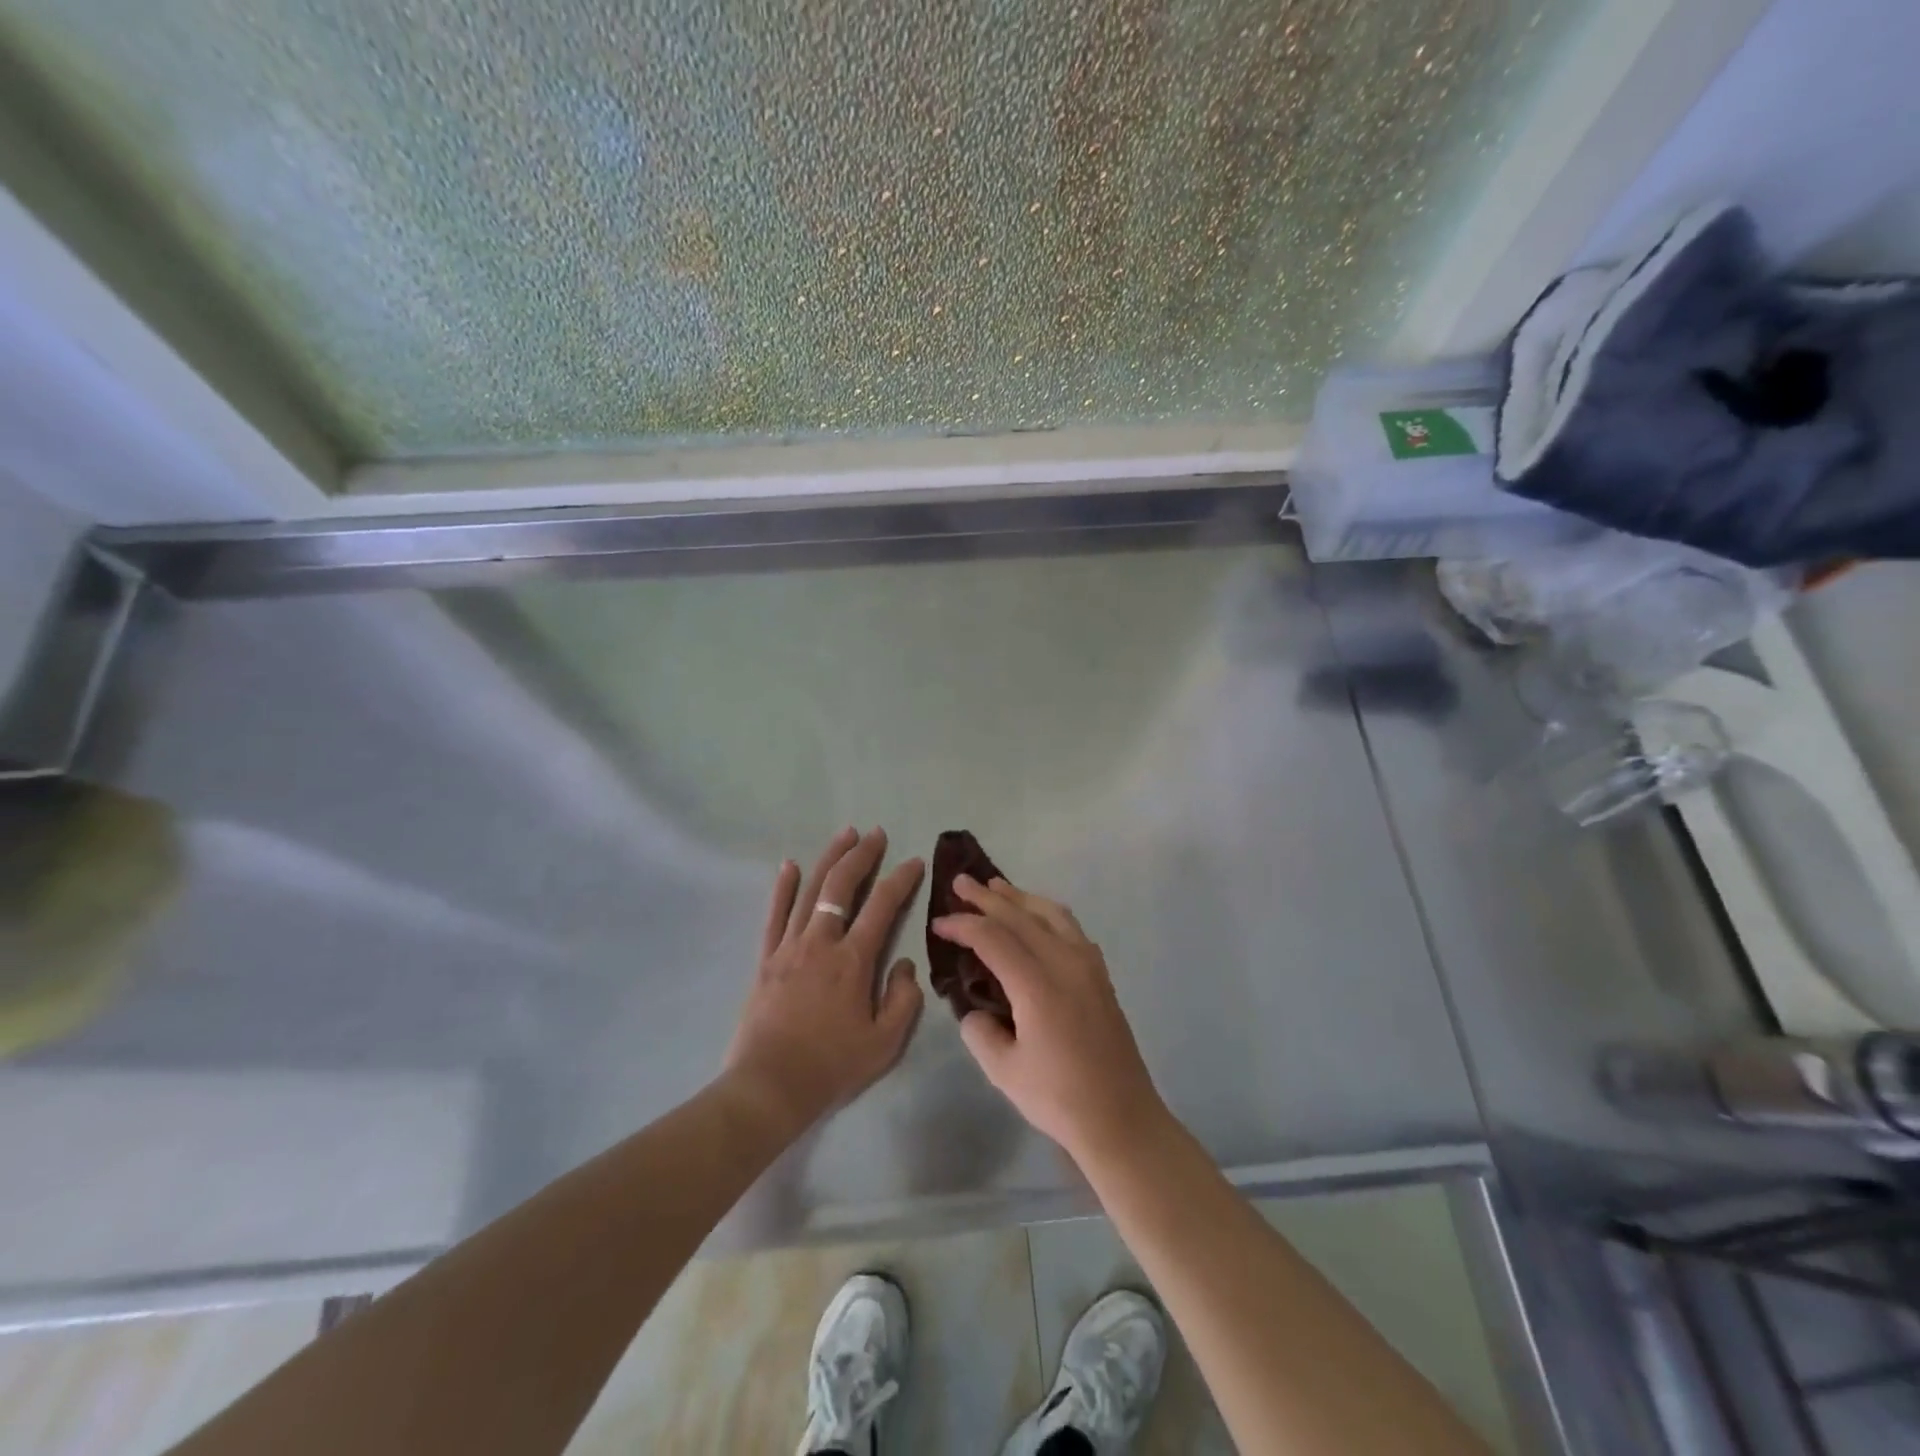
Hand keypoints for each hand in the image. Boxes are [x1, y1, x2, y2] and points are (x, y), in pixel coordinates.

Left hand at [723, 827, 924, 1138]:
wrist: (770, 1086)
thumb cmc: (832, 1066)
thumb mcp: (885, 1042)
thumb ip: (903, 999)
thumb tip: (904, 963)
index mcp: (853, 960)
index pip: (883, 906)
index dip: (901, 879)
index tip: (914, 861)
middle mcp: (821, 942)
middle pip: (842, 886)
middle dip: (862, 855)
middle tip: (876, 834)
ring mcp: (790, 947)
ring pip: (810, 891)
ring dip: (829, 859)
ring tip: (845, 834)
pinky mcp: (766, 958)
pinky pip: (775, 914)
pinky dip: (783, 887)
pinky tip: (790, 865)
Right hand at [933, 876, 1168, 1167]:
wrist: (1122, 1118)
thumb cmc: (1060, 1098)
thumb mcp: (1004, 1071)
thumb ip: (979, 1032)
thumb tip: (974, 1012)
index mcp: (1038, 985)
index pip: (993, 938)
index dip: (963, 925)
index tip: (939, 923)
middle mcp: (1065, 963)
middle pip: (1022, 916)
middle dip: (988, 898)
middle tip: (961, 882)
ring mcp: (1088, 966)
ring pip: (1051, 914)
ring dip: (1021, 898)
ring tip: (996, 887)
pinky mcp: (1101, 975)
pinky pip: (1071, 928)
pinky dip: (1047, 913)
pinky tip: (1037, 919)